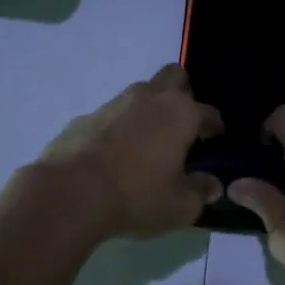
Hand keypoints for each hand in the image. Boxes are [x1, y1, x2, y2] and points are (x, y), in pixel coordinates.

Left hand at [31, 65, 224, 240]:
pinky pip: (111, 115)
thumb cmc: (136, 197)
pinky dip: (119, 128)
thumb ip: (200, 191)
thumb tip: (211, 183)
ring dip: (148, 111)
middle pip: (174, 77)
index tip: (214, 144)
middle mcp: (149, 98)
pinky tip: (113, 156)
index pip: (209, 112)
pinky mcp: (84, 117)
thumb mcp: (180, 206)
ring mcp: (113, 104)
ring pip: (140, 94)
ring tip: (146, 145)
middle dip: (183, 95)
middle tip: (181, 129)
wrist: (69, 194)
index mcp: (180, 113)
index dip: (215, 128)